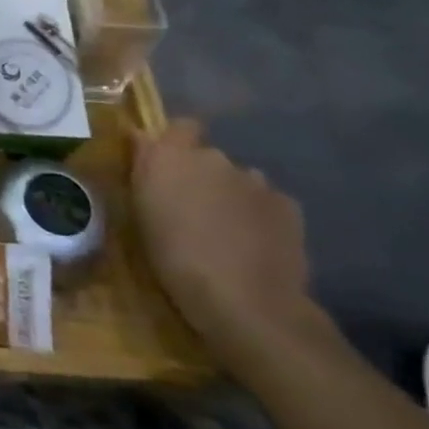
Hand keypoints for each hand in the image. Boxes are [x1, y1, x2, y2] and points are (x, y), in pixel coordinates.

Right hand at [133, 119, 317, 357]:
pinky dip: (260, 216)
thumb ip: (145, 170)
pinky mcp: (288, 206)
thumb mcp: (141, 213)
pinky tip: (255, 245)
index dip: (176, 143)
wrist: (245, 301)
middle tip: (193, 211)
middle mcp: (213, 157)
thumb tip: (142, 140)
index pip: (179, 126)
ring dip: (231, 196)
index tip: (167, 167)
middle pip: (208, 157)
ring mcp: (255, 180)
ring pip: (239, 180)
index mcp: (170, 155)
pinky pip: (267, 203)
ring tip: (227, 233)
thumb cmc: (174, 257)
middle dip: (202, 176)